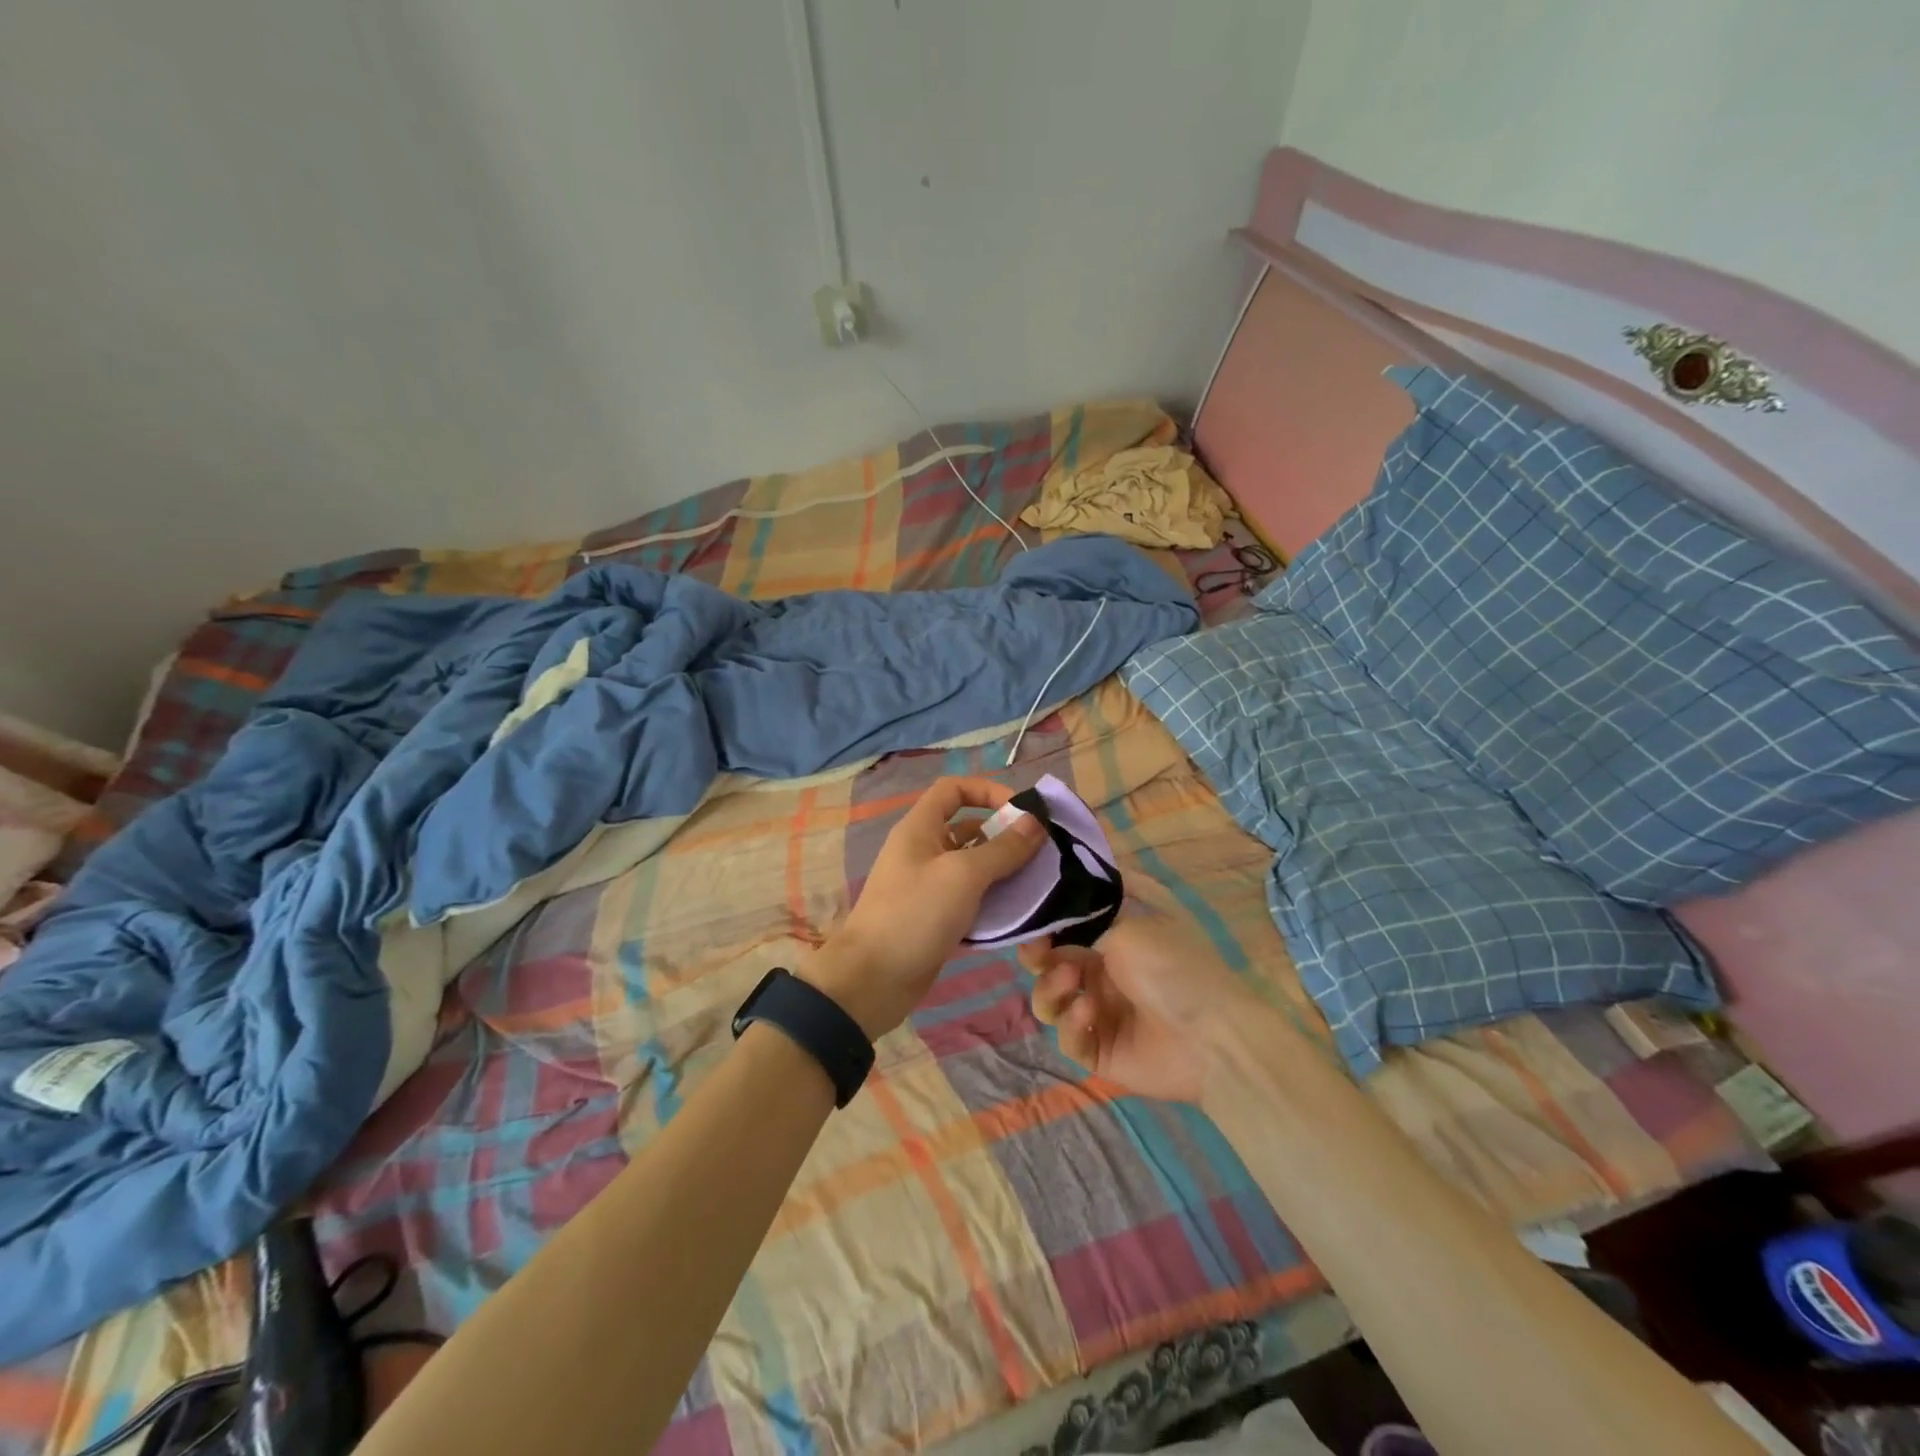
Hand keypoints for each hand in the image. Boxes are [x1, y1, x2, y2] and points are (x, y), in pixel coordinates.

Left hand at [809, 776, 1044, 1038]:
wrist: (872, 981)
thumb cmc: (915, 914)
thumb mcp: (963, 875)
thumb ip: (1003, 848)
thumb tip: (1035, 821)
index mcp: (921, 828)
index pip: (954, 789)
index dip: (988, 791)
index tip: (1023, 812)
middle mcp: (924, 850)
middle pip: (969, 828)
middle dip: (1006, 836)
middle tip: (1043, 853)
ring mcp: (929, 885)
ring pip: (974, 867)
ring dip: (1005, 871)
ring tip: (1040, 883)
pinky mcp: (936, 917)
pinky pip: (971, 899)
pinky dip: (994, 902)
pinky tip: (1020, 914)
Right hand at [1021, 912, 1251, 1102]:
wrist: (1213, 1037)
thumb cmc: (1174, 967)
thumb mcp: (1132, 924)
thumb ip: (1085, 918)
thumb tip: (1057, 912)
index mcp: (1116, 938)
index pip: (1066, 928)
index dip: (1045, 925)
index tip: (1032, 923)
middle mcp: (1105, 972)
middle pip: (1052, 964)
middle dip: (1039, 957)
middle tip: (1038, 955)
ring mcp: (1101, 1012)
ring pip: (1052, 1001)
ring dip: (1052, 988)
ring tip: (1072, 983)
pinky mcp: (1099, 1050)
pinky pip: (1068, 1037)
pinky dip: (1071, 1023)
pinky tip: (1090, 1014)